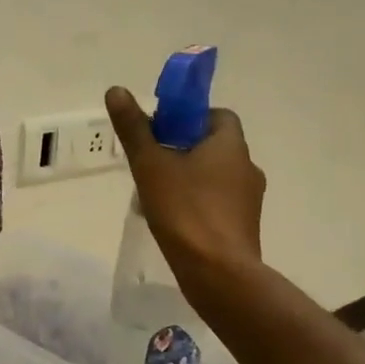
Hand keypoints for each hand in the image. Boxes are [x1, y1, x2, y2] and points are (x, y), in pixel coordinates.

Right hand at [106, 88, 265, 277]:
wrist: (217, 273)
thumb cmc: (184, 210)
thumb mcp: (150, 164)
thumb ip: (134, 128)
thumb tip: (116, 90)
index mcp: (230, 145)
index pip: (218, 115)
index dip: (190, 117)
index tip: (162, 129)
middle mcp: (247, 167)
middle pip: (214, 145)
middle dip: (183, 147)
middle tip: (151, 160)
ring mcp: (248, 200)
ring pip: (215, 175)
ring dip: (190, 176)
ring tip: (156, 192)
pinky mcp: (243, 226)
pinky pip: (218, 201)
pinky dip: (198, 202)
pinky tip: (173, 218)